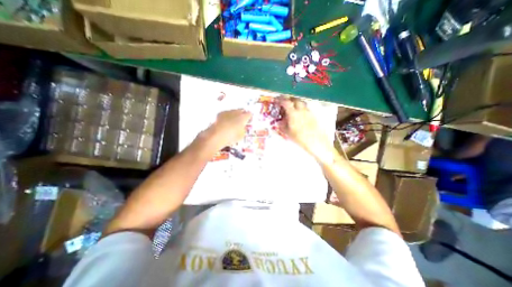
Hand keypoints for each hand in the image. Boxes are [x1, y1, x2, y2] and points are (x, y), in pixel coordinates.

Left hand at [203, 108, 253, 150]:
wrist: (216, 135)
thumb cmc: (231, 136)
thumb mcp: (241, 135)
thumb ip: (243, 130)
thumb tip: (242, 128)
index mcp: (243, 117)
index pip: (249, 114)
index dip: (249, 117)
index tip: (249, 120)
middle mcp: (236, 112)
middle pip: (241, 111)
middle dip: (242, 114)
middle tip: (241, 120)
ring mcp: (228, 112)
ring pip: (233, 111)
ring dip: (234, 115)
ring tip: (233, 121)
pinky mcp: (220, 113)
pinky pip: (226, 113)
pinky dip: (227, 116)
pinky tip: (225, 121)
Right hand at [278, 98, 329, 158]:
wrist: (316, 142)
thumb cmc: (300, 139)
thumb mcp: (288, 133)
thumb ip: (283, 126)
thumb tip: (280, 122)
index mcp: (293, 114)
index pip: (286, 102)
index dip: (281, 100)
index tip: (277, 100)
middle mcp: (301, 110)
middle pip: (295, 100)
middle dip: (289, 99)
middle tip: (285, 102)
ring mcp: (309, 112)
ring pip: (302, 103)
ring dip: (296, 103)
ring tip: (292, 108)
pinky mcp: (313, 116)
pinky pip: (306, 109)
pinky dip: (301, 109)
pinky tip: (300, 115)